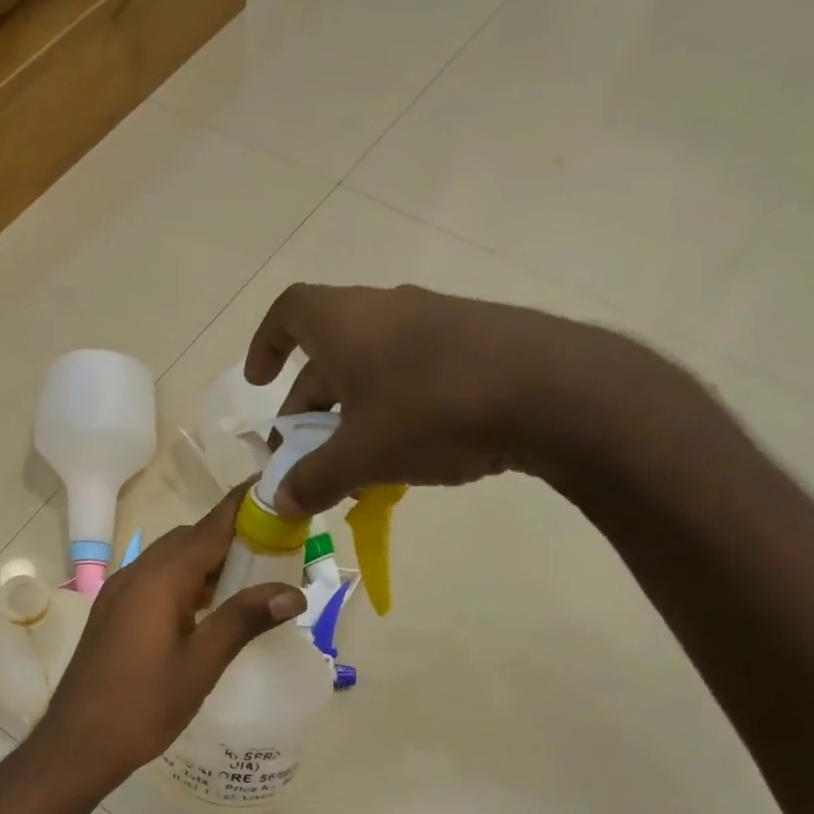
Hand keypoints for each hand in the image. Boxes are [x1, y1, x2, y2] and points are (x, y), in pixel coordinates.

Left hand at [36, 487, 304, 784]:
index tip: (278, 490)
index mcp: (159, 579)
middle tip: (275, 550)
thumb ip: (243, 621)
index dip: (244, 507)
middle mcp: (136, 574)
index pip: (210, 527)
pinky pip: (155, 580)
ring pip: (171, 560)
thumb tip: (293, 591)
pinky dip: (186, 581)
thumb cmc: (142, 707)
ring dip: (208, 562)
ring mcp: (119, 592)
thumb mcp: (200, 665)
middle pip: (189, 539)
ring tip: (250, 580)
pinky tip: (208, 609)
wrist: (77, 743)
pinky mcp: (112, 612)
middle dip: (231, 537)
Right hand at [243, 282, 664, 516]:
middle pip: (329, 354)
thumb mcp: (361, 457)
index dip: (266, 344)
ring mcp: (436, 323)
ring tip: (356, 466)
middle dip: (308, 407)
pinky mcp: (476, 344)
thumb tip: (280, 502)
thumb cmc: (433, 412)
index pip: (289, 312)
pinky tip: (410, 454)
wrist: (553, 392)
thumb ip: (313, 481)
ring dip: (351, 416)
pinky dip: (394, 411)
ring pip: (373, 369)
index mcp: (346, 323)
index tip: (259, 383)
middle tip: (305, 457)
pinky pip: (414, 375)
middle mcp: (386, 311)